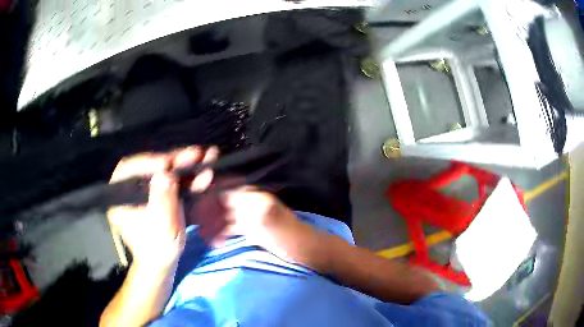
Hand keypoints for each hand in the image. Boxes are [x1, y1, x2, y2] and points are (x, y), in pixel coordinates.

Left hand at [108, 146, 217, 268]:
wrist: (163, 264)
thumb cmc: (158, 249)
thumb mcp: (161, 227)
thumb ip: (162, 200)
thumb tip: (166, 174)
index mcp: (121, 197)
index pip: (128, 170)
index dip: (148, 162)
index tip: (167, 163)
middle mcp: (131, 190)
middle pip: (150, 167)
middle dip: (174, 160)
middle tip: (194, 153)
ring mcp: (146, 192)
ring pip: (164, 172)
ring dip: (184, 165)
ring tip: (204, 158)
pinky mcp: (158, 195)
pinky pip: (172, 181)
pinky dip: (187, 177)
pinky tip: (202, 174)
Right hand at [189, 186, 297, 247]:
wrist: (307, 252)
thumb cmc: (291, 237)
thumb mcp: (273, 221)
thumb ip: (249, 206)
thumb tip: (228, 194)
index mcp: (254, 196)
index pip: (225, 187)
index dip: (209, 192)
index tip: (197, 204)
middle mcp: (249, 203)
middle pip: (221, 201)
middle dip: (208, 211)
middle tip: (197, 225)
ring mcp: (249, 216)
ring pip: (223, 215)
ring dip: (212, 224)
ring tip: (203, 237)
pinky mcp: (250, 229)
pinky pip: (229, 228)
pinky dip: (220, 234)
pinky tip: (215, 244)